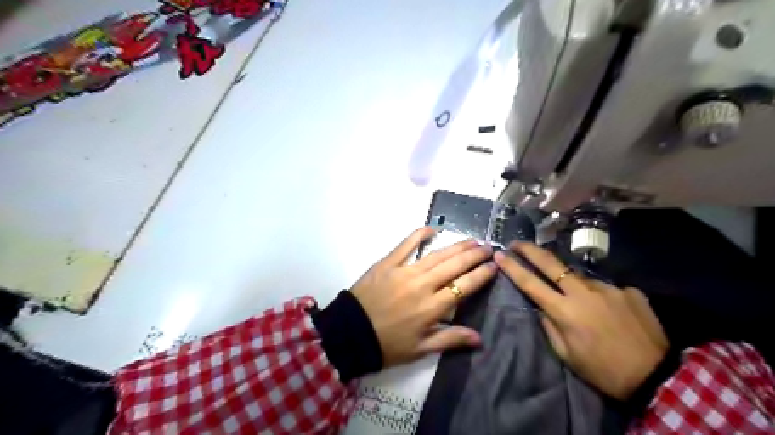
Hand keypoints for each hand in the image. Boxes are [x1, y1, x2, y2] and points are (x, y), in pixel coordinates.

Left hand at [354, 228, 494, 366]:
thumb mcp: (420, 349)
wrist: (350, 333)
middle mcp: (423, 285)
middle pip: (454, 265)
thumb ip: (450, 339)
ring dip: (456, 246)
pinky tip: (432, 229)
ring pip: (436, 255)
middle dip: (474, 255)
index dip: (481, 274)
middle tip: (487, 247)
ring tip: (471, 240)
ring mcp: (404, 271)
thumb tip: (479, 337)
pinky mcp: (388, 263)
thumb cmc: (387, 344)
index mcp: (432, 307)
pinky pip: (406, 245)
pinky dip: (419, 235)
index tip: (494, 265)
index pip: (464, 286)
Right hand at [500, 243, 669, 399]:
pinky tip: (608, 312)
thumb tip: (542, 306)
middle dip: (530, 250)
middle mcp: (584, 292)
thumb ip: (549, 325)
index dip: (512, 267)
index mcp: (565, 311)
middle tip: (517, 242)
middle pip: (550, 263)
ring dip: (570, 282)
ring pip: (578, 276)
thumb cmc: (603, 369)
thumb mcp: (566, 354)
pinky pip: (604, 288)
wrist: (657, 376)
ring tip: (578, 301)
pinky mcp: (628, 290)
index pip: (530, 283)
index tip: (500, 254)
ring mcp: (608, 288)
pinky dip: (598, 296)